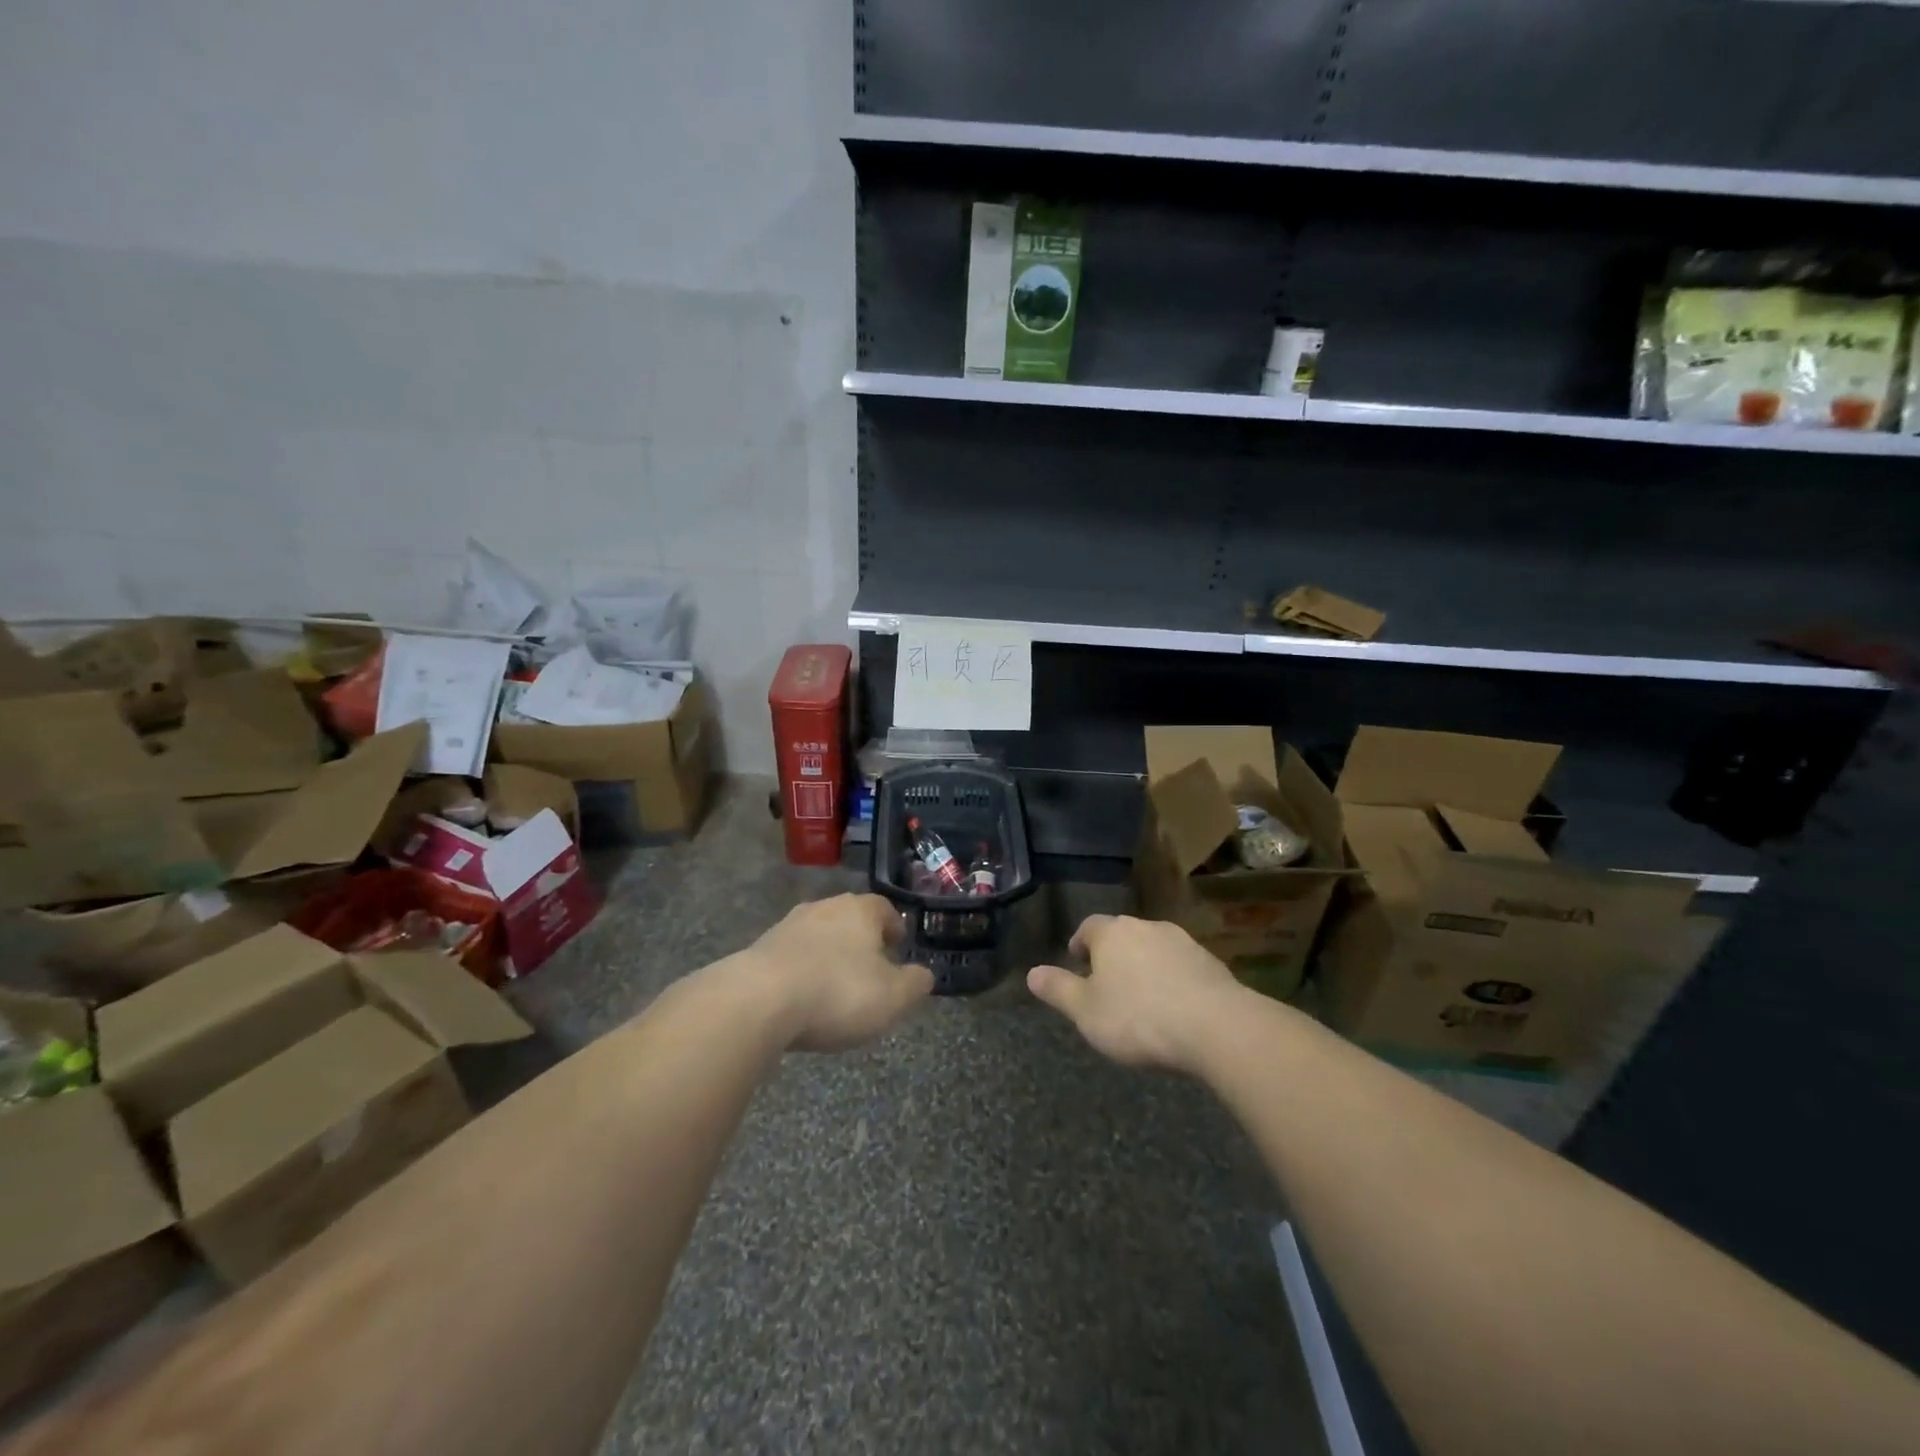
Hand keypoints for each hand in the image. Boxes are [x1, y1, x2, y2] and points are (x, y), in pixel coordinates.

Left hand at [744, 894, 933, 1051]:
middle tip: (870, 969)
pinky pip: (792, 956)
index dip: (894, 926)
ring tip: (834, 986)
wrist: (759, 1000)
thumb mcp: (893, 997)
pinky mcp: (760, 948)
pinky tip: (802, 998)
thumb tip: (924, 974)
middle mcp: (824, 907)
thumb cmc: (838, 992)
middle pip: (850, 918)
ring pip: (819, 935)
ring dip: (828, 955)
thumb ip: (916, 983)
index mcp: (860, 910)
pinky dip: (802, 971)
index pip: (884, 908)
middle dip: (861, 941)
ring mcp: (788, 925)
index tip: (898, 946)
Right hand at [1027, 914, 1242, 1072]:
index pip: (1089, 927)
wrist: (1215, 1026)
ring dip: (1145, 966)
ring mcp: (1182, 941)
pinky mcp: (1211, 962)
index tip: (1077, 962)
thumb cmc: (1138, 1017)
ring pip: (1153, 948)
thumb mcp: (1086, 1011)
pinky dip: (1173, 979)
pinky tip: (1174, 1006)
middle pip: (1122, 934)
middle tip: (1107, 983)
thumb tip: (1031, 973)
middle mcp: (1146, 926)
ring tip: (1142, 997)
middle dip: (1112, 955)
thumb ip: (1058, 990)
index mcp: (1111, 933)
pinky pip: (1182, 965)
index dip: (1080, 944)